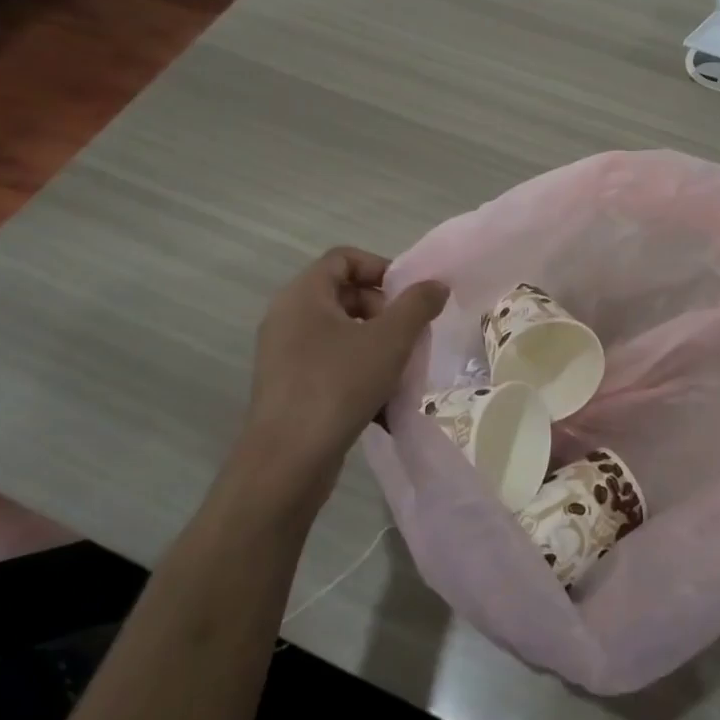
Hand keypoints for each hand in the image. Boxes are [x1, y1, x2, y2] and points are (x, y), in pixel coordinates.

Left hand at [237, 247, 447, 502]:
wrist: (288, 461)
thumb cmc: (338, 385)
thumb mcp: (390, 340)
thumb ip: (418, 305)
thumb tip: (435, 285)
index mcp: (303, 295)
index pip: (344, 258)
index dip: (381, 268)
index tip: (409, 296)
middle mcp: (288, 317)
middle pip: (344, 294)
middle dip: (384, 310)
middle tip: (409, 335)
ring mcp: (284, 355)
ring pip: (341, 333)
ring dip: (376, 345)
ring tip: (401, 370)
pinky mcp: (289, 387)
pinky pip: (331, 364)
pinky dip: (359, 373)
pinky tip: (383, 403)